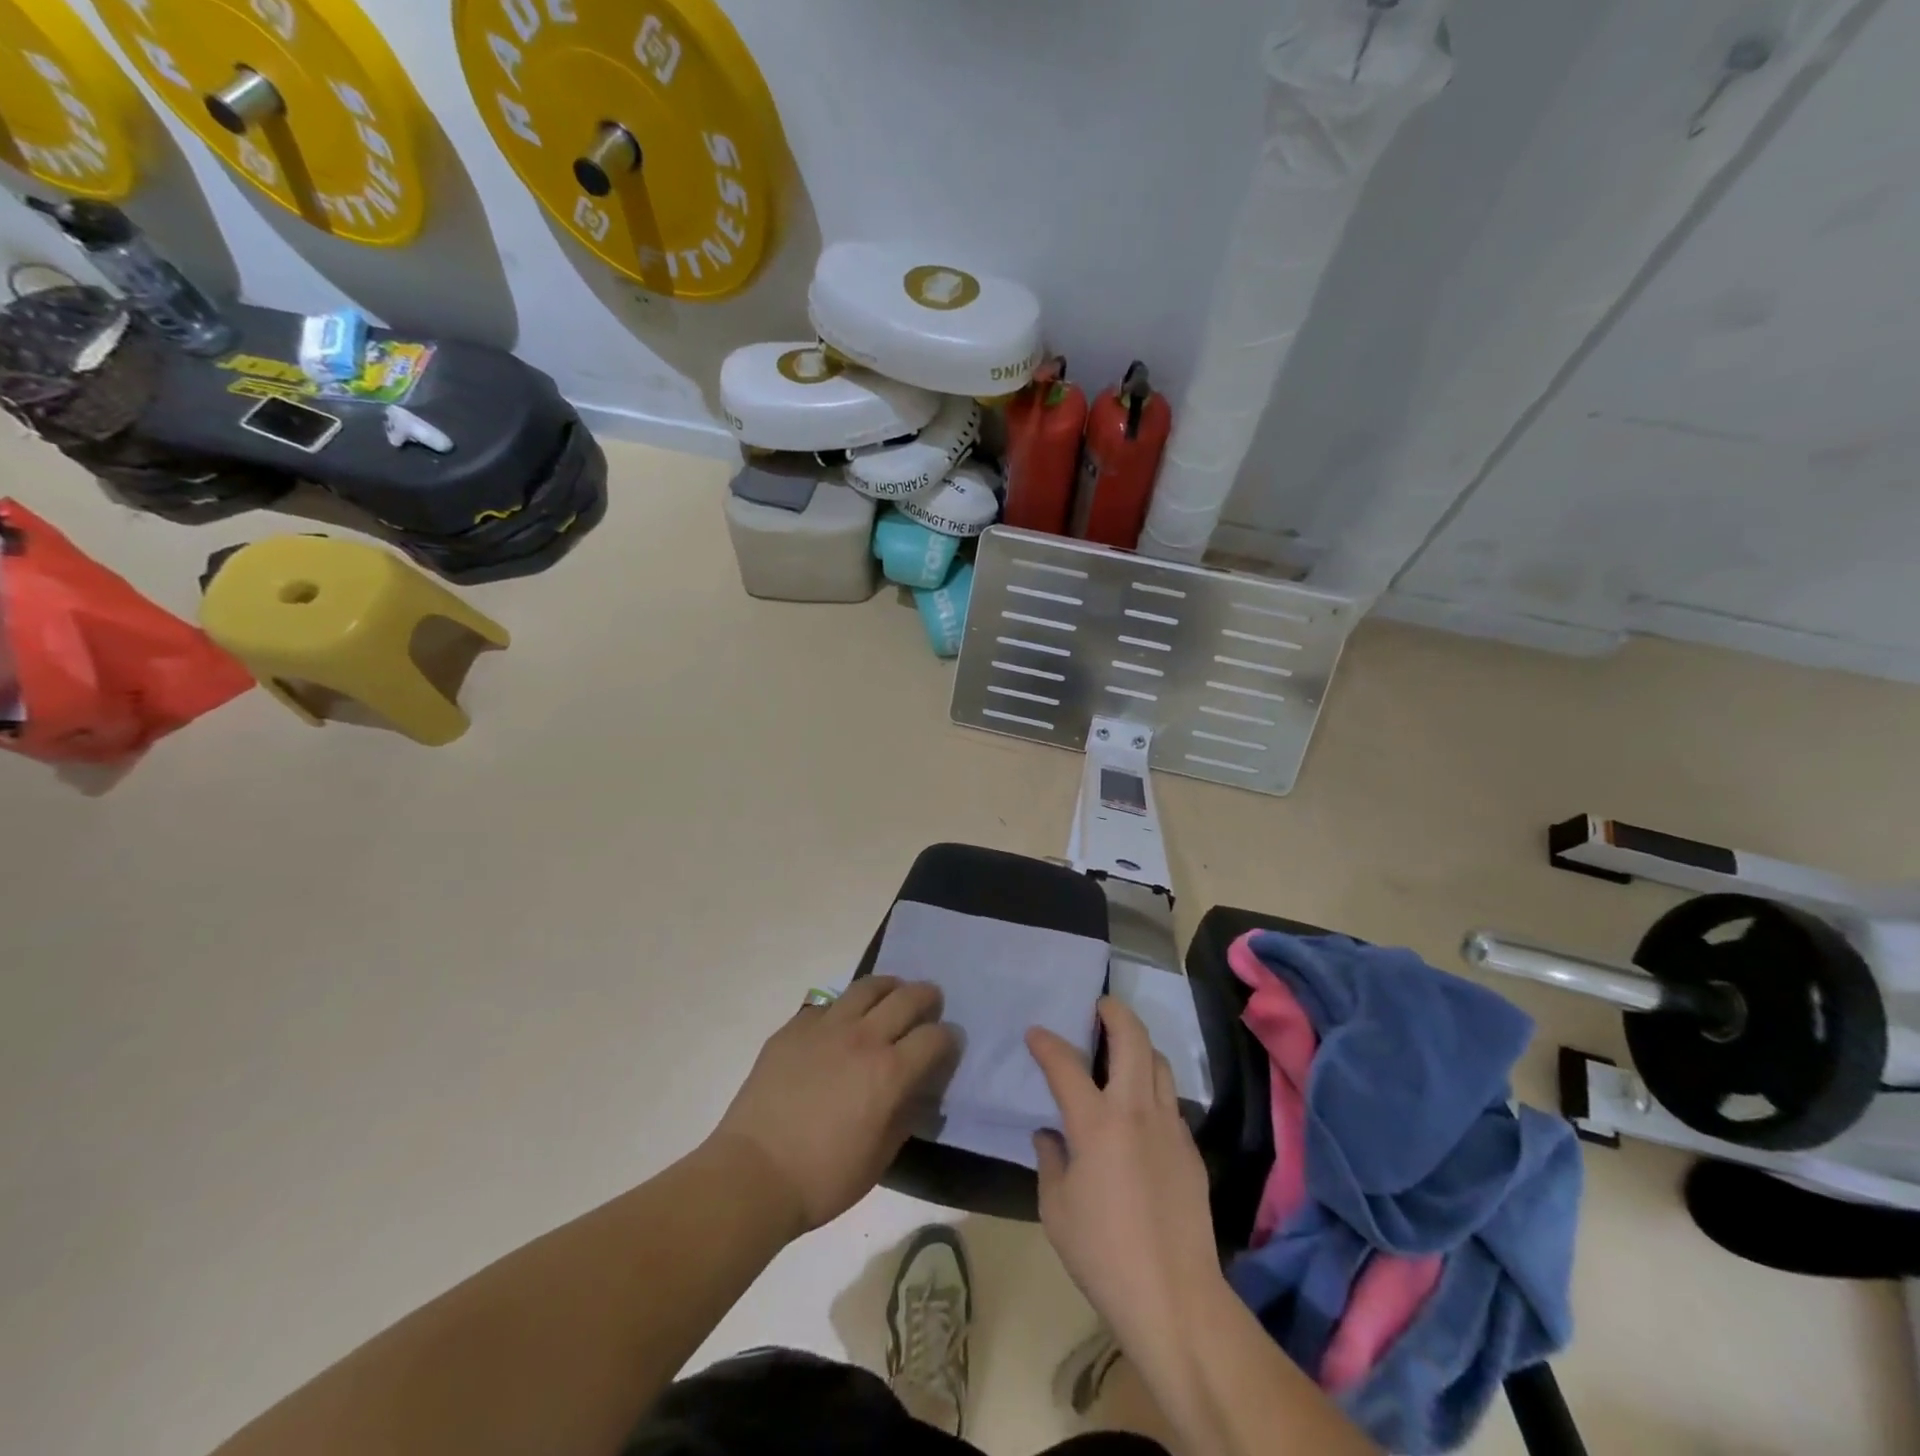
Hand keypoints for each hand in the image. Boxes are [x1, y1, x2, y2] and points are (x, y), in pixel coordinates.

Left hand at [711, 977, 957, 1235]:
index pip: (935, 1037)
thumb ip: (906, 1115)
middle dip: (927, 997)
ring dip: (889, 987)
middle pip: (908, 997)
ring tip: (891, 996)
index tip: (949, 1044)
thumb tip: (918, 1091)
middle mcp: (863, 1038)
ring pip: (868, 986)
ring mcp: (826, 1027)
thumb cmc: (823, 1178)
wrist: (753, 1174)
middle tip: (930, 1004)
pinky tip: (840, 1025)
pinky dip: (843, 1009)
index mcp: (890, 1072)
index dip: (949, 1038)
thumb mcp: (880, 1158)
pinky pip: (827, 1004)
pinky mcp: (794, 1028)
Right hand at [1028, 997, 1222, 1347]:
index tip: (1036, 1033)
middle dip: (1115, 1012)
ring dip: (1140, 1045)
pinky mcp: (1190, 1149)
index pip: (1065, 1064)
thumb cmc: (1103, 1253)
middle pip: (1132, 1039)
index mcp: (1096, 1122)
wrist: (1175, 1298)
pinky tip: (1139, 1111)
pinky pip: (1170, 1100)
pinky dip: (1152, 1086)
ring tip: (1122, 1049)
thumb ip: (1049, 1160)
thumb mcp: (1056, 1208)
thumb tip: (1050, 1135)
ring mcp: (1169, 1126)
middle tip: (1100, 1005)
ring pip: (1159, 1062)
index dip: (1047, 1043)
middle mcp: (1135, 1110)